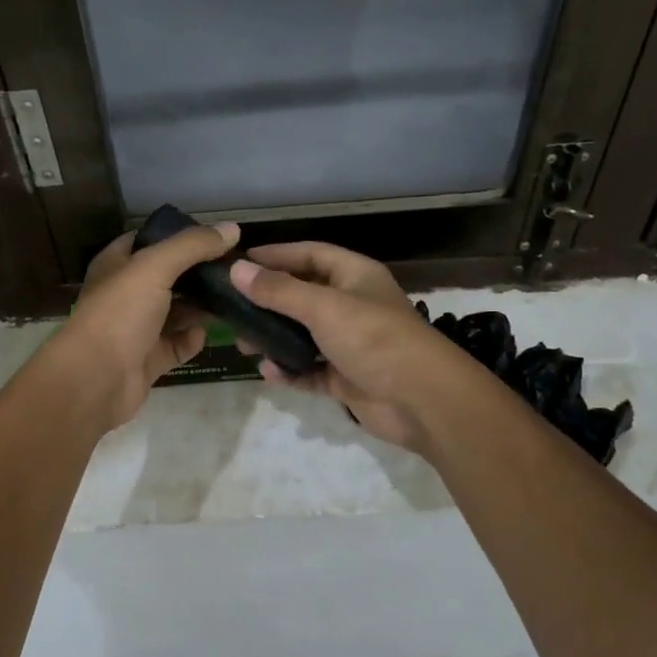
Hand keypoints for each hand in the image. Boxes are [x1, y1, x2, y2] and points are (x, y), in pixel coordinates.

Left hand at [48, 222, 239, 429]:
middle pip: (168, 277)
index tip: (216, 236)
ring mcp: (137, 329)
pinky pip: (178, 344)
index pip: (149, 240)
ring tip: (236, 297)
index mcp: (117, 265)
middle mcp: (126, 294)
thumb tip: (232, 229)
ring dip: (202, 306)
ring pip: (176, 312)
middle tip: (236, 268)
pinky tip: (209, 333)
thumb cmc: (119, 314)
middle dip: (199, 273)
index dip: (179, 235)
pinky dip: (193, 339)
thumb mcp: (154, 267)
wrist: (95, 380)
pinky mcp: (149, 359)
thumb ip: (192, 246)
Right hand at [231, 242, 465, 452]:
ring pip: (303, 335)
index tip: (239, 262)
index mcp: (355, 276)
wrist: (422, 401)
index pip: (310, 255)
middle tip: (233, 310)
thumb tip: (237, 270)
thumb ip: (278, 290)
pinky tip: (269, 372)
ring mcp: (350, 344)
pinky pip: (310, 369)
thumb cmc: (374, 339)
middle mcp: (353, 305)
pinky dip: (290, 370)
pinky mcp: (347, 378)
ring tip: (244, 345)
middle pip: (303, 295)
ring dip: (275, 339)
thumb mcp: (323, 308)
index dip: (276, 255)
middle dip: (269, 302)